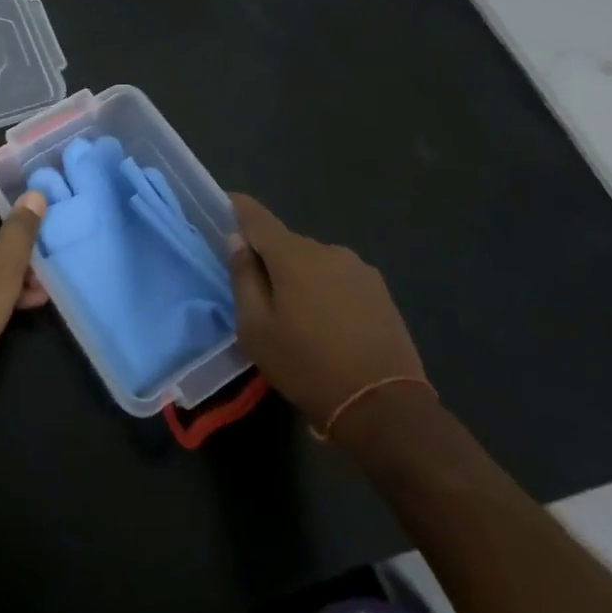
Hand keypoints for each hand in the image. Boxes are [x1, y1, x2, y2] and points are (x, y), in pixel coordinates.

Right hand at [227, 195, 426, 437]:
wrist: (384, 407)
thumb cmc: (307, 367)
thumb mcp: (256, 329)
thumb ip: (243, 278)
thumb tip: (238, 241)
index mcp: (292, 255)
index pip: (257, 217)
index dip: (239, 208)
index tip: (227, 204)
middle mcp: (327, 250)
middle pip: (286, 244)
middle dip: (271, 260)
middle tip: (262, 296)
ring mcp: (359, 269)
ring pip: (314, 262)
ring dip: (301, 278)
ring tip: (299, 318)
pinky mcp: (380, 291)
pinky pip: (339, 279)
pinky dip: (327, 292)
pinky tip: (329, 326)